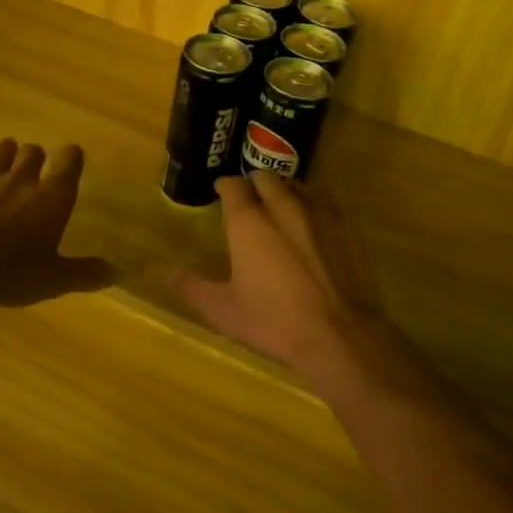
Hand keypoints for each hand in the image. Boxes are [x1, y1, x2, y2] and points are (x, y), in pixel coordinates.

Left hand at [0, 139, 114, 306]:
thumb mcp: (54, 279)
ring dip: (6, 154)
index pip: (70, 160)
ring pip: (1, 150)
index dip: (72, 157)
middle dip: (36, 157)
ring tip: (6, 164)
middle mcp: (22, 179)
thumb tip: (116, 273)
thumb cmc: (13, 272)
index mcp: (52, 196)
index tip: (72, 160)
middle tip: (35, 172)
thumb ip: (85, 273)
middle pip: (33, 151)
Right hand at [172, 173, 376, 370]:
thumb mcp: (225, 310)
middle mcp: (283, 206)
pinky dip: (314, 205)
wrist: (340, 335)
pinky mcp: (347, 227)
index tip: (221, 191)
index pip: (233, 185)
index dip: (225, 185)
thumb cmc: (275, 321)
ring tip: (281, 205)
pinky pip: (326, 202)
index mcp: (249, 221)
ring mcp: (319, 213)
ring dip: (285, 189)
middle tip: (250, 198)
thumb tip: (165, 272)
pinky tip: (314, 223)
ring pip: (298, 185)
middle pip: (266, 177)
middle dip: (255, 182)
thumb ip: (193, 286)